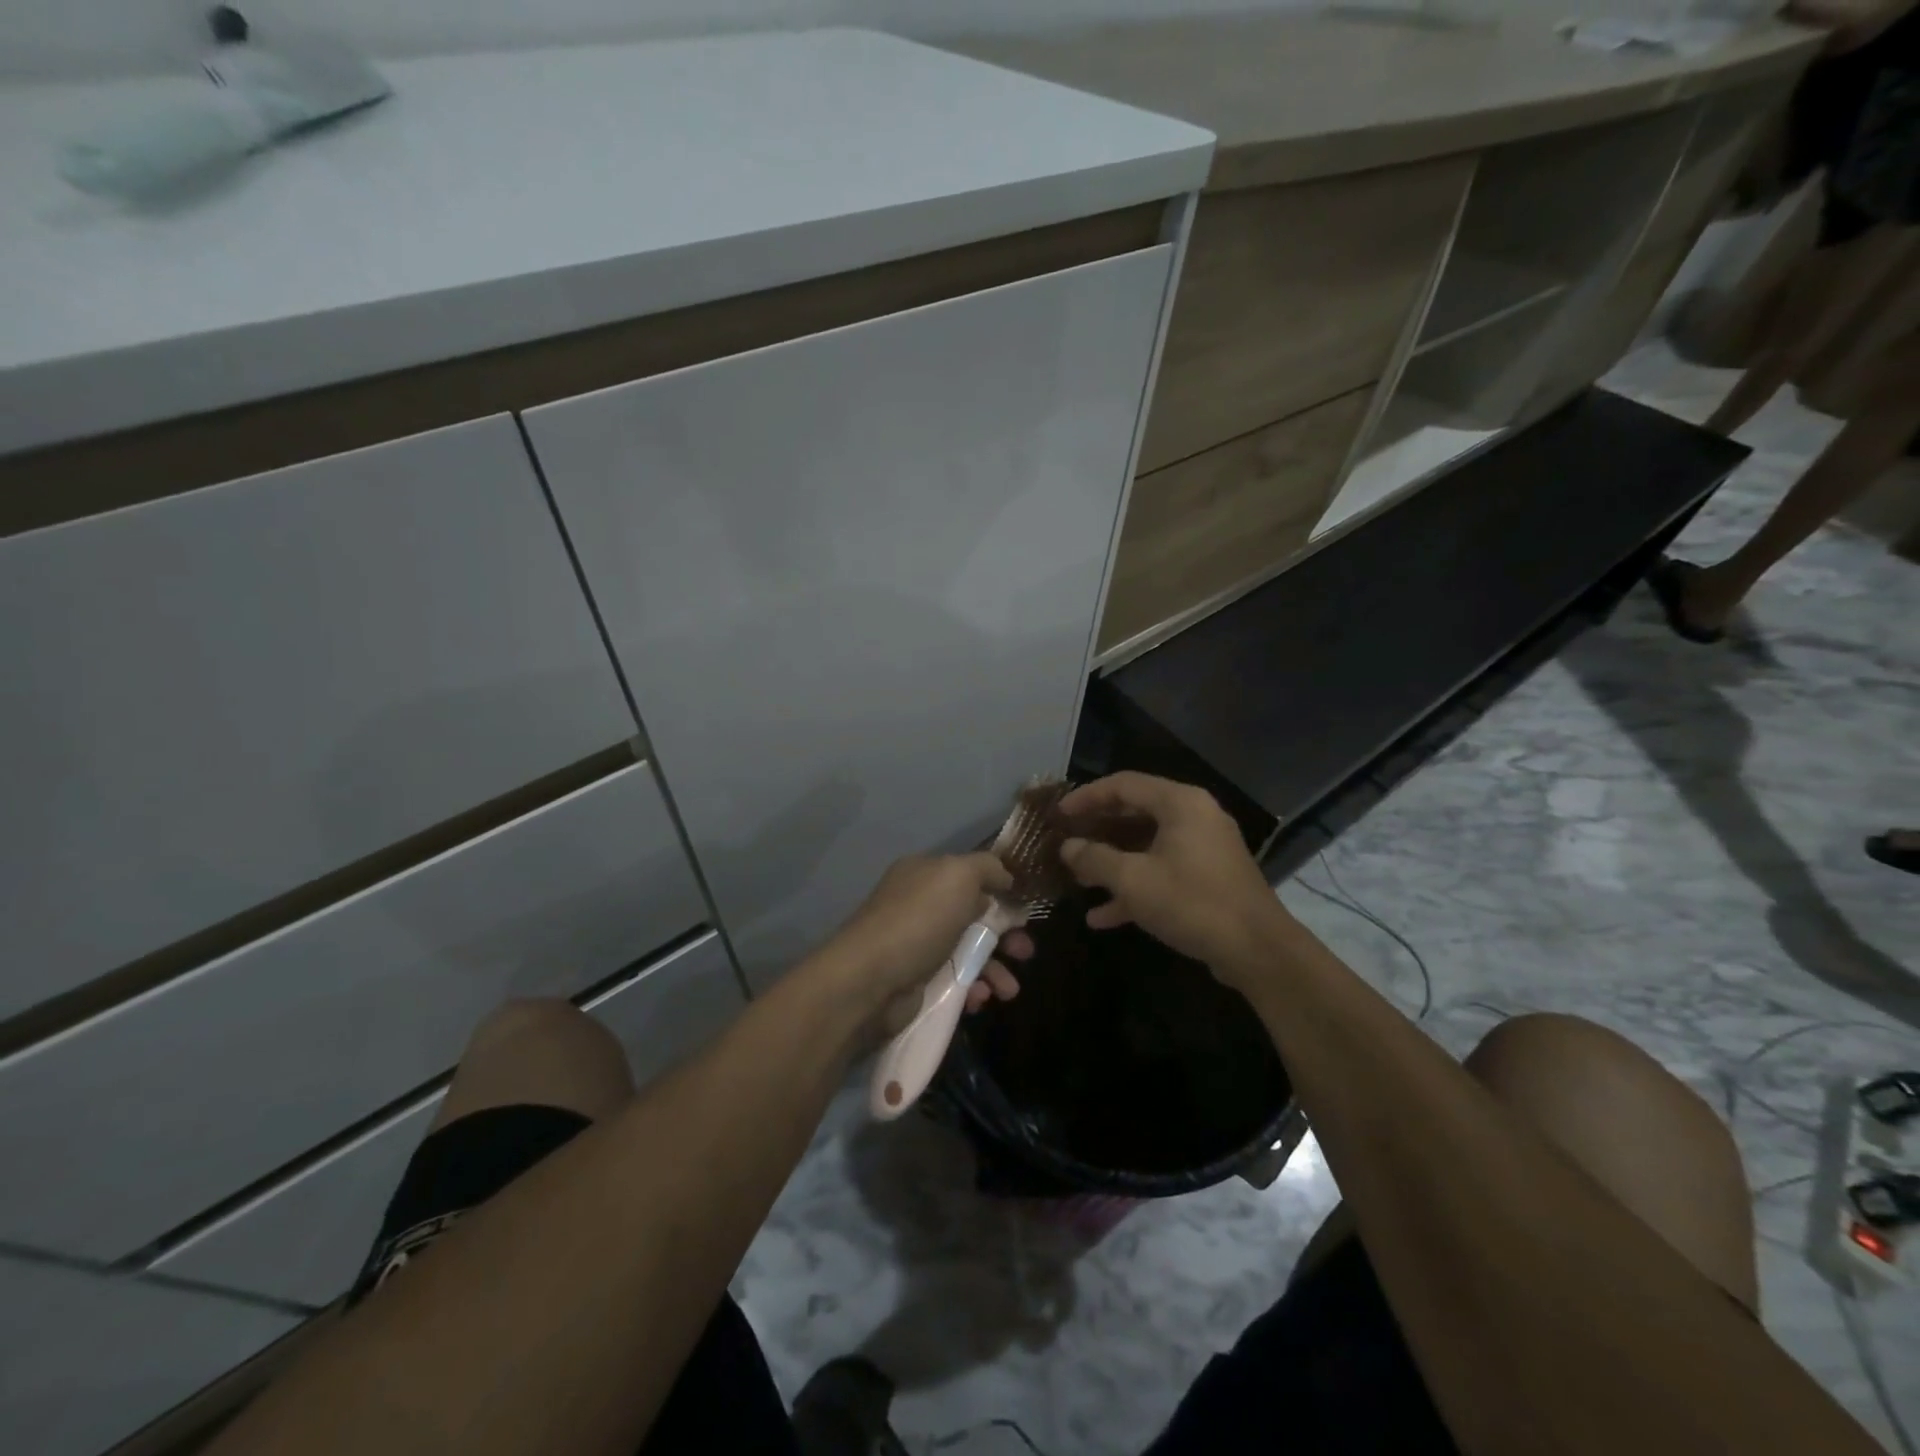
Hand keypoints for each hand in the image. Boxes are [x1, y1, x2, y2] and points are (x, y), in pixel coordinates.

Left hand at [816, 853, 1032, 1030]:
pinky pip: (954, 982)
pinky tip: (981, 1000)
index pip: (970, 875)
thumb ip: (987, 868)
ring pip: (968, 952)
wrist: (869, 981)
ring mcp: (917, 945)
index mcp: (925, 874)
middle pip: (974, 916)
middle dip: (1005, 935)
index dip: (1001, 890)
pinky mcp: (916, 982)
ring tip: (1009, 990)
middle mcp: (920, 905)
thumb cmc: (918, 920)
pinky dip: (973, 989)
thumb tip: (1006, 876)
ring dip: (995, 969)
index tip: (1026, 910)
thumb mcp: (958, 875)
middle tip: (1026, 952)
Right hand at [1057, 772, 1288, 986]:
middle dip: (1098, 830)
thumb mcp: (1133, 881)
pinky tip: (1103, 915)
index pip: (1123, 784)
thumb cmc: (1192, 903)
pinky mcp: (1208, 877)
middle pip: (1135, 812)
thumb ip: (1095, 859)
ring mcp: (1204, 848)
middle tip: (1066, 841)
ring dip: (1112, 861)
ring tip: (1078, 879)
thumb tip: (1067, 847)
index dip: (1086, 797)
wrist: (1258, 950)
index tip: (1059, 814)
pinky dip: (1135, 886)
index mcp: (1180, 803)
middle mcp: (1194, 816)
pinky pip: (1163, 870)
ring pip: (1147, 844)